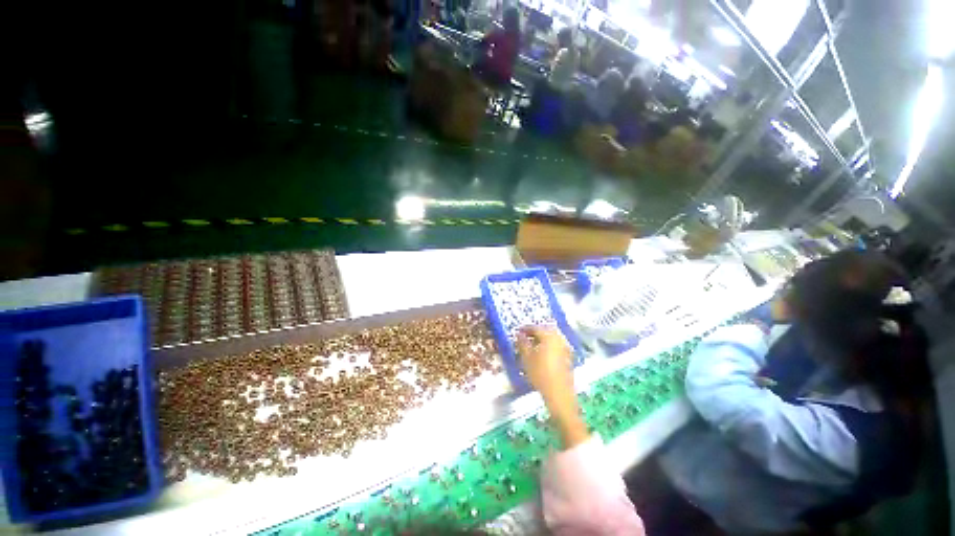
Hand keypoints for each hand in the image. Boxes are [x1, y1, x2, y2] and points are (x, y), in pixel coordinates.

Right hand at [516, 327, 588, 448]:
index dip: (525, 329)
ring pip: (552, 338)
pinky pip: (556, 345)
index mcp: (549, 336)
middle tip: (525, 337)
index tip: (517, 332)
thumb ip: (522, 343)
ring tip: (532, 346)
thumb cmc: (540, 374)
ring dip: (542, 339)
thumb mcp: (526, 358)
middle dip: (535, 332)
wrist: (559, 394)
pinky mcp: (568, 357)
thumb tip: (519, 334)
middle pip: (545, 331)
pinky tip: (542, 354)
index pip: (536, 328)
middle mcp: (559, 339)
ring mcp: (565, 348)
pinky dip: (548, 346)